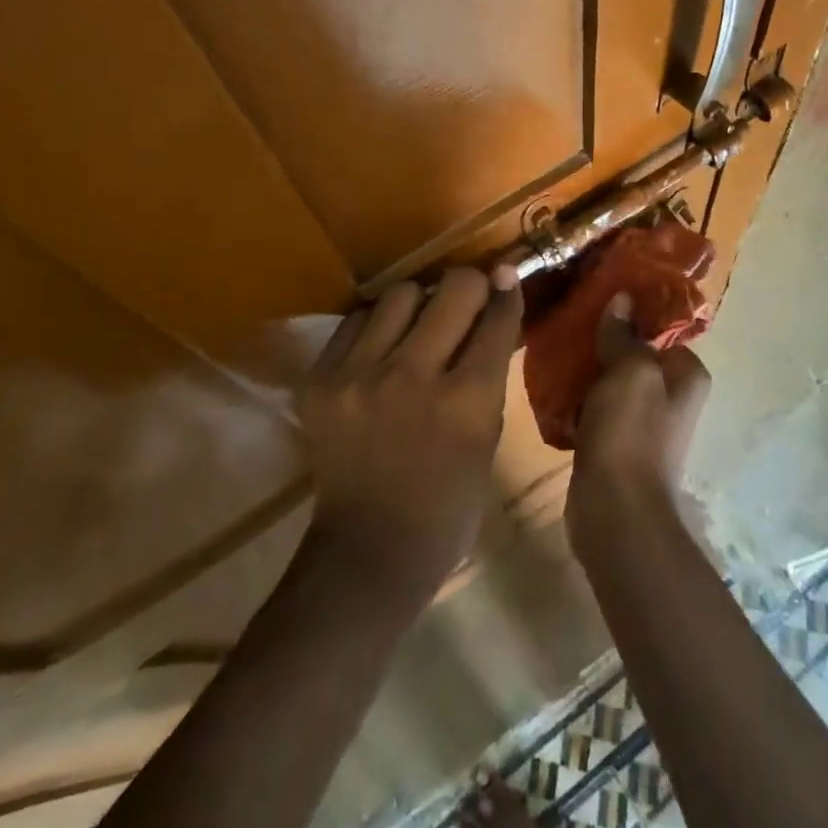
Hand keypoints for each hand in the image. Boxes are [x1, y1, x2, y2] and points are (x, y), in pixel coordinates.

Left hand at [297, 267, 522, 603]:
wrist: (368, 550)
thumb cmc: (448, 503)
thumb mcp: (487, 437)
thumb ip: (490, 370)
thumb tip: (496, 303)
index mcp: (467, 402)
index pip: (496, 316)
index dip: (506, 290)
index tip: (506, 276)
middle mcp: (414, 377)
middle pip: (453, 287)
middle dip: (469, 286)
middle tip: (466, 300)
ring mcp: (360, 375)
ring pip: (401, 292)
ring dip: (418, 304)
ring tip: (418, 326)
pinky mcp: (321, 379)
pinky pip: (357, 319)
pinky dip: (376, 326)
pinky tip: (381, 350)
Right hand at [567, 292, 711, 534]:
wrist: (616, 510)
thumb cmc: (631, 432)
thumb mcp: (630, 371)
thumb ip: (624, 334)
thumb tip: (623, 299)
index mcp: (687, 375)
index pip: (662, 329)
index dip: (632, 311)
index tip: (598, 296)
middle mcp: (671, 396)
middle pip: (634, 353)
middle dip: (605, 338)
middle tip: (570, 319)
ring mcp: (643, 422)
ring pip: (612, 380)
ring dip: (587, 368)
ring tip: (556, 346)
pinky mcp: (616, 442)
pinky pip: (596, 407)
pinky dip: (578, 397)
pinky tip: (553, 384)